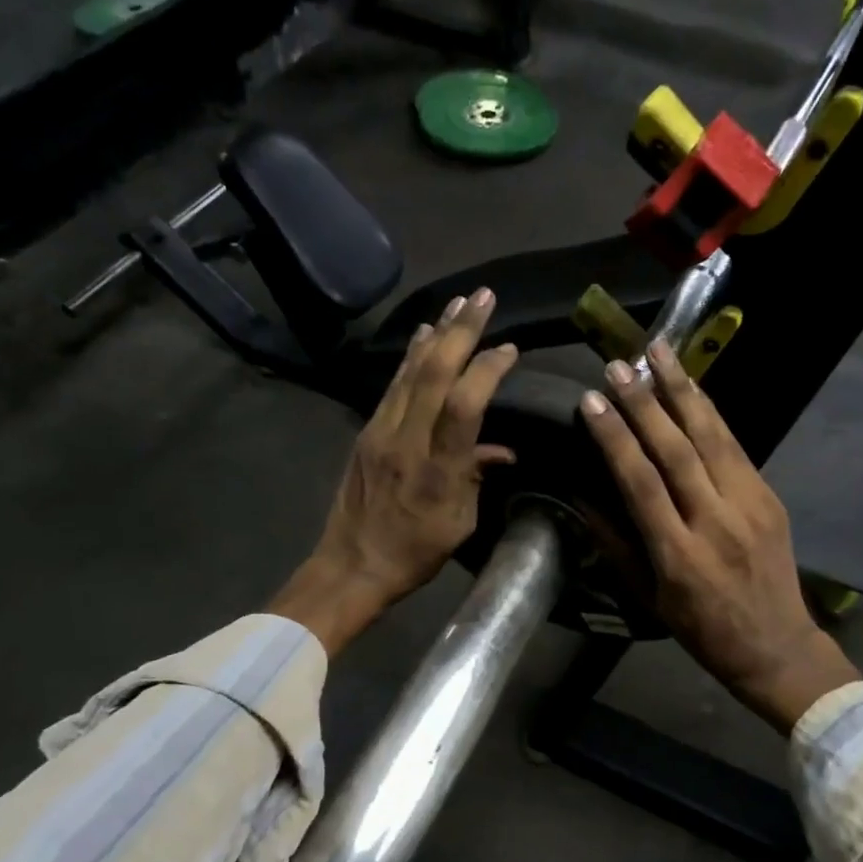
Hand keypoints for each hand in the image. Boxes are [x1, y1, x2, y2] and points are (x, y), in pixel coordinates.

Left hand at [270, 288, 518, 654]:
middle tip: (484, 297)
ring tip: (459, 302)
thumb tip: (502, 449)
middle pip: (434, 373)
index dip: (488, 370)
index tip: (510, 349)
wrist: (352, 564)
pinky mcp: (367, 431)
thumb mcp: (459, 523)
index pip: (465, 405)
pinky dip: (412, 355)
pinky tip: (424, 334)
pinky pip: (394, 384)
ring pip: (411, 371)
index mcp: (438, 469)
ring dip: (437, 333)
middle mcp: (407, 440)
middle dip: (462, 331)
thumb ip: (477, 476)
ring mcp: (381, 431)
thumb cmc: (415, 551)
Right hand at [579, 340, 860, 733]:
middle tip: (619, 365)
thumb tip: (581, 497)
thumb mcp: (648, 597)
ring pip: (712, 437)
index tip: (591, 402)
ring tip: (659, 352)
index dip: (615, 439)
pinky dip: (710, 413)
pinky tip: (692, 387)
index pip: (641, 483)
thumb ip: (615, 544)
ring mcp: (749, 505)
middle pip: (678, 451)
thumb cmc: (701, 629)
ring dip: (683, 390)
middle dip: (645, 402)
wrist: (776, 645)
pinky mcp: (770, 497)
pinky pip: (736, 447)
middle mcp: (716, 522)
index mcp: (679, 555)